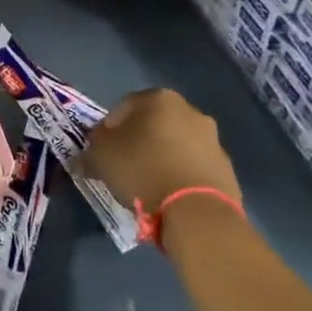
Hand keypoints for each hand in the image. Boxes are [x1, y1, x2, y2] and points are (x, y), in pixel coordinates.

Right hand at [78, 88, 242, 239]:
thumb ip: (89, 152)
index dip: (107, 129)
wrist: (196, 211)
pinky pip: (193, 167)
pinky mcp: (226, 168)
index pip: (123, 107)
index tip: (101, 151)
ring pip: (175, 145)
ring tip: (146, 184)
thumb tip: (84, 158)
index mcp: (159, 99)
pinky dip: (180, 175)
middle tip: (122, 165)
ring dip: (161, 158)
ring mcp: (213, 139)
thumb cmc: (142, 170)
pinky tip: (168, 195)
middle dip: (137, 141)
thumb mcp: (100, 158)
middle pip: (153, 124)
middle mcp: (190, 111)